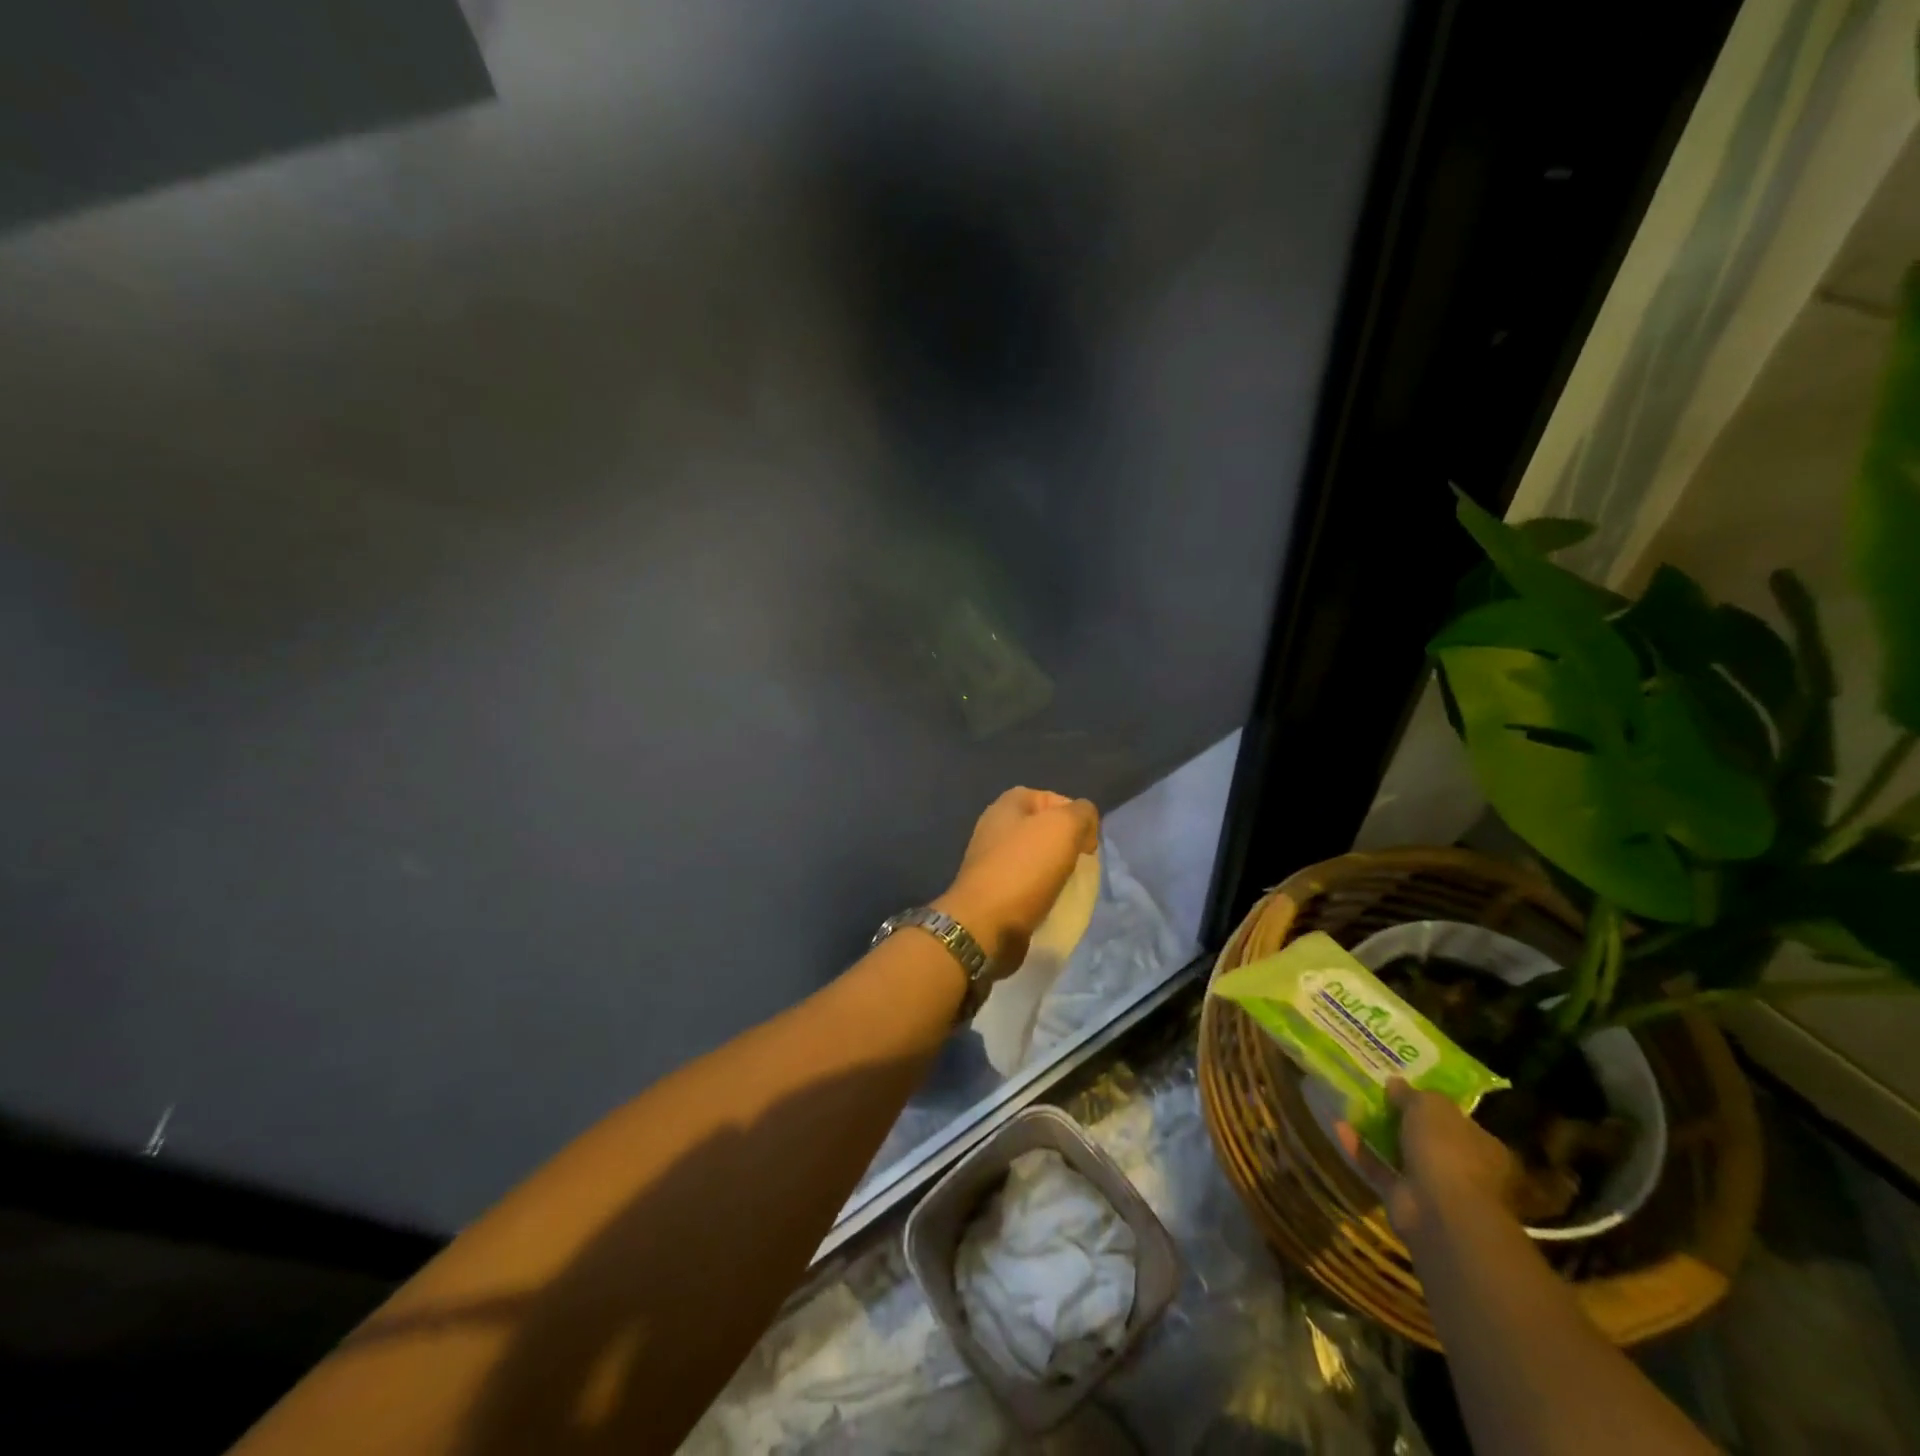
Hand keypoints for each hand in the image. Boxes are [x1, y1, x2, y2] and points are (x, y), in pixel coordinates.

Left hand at [933, 787, 1098, 973]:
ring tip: (1070, 886)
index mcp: (1006, 805)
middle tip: (1082, 864)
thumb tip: (1085, 824)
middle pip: (1044, 829)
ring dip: (1056, 871)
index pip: (1052, 798)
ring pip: (1036, 858)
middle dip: (1067, 845)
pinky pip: (1026, 884)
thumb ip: (1082, 813)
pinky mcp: (992, 890)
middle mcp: (994, 827)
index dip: (1076, 815)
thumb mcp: (1064, 827)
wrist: (985, 924)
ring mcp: (990, 860)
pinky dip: (1042, 892)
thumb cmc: (1025, 868)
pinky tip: (1052, 903)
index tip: (1089, 841)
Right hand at [1336, 1079, 1518, 1241]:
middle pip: (1429, 1138)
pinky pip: (1379, 1169)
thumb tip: (1395, 1083)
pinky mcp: (1403, 1200)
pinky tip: (1338, 1126)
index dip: (1432, 1104)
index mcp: (1482, 1146)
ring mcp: (1433, 1187)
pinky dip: (1360, 1150)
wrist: (1441, 1213)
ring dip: (1379, 1134)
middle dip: (1403, 1119)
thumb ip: (1412, 1094)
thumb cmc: (1448, 1151)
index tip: (1406, 1087)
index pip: (1458, 1121)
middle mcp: (1462, 1168)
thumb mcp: (1431, 1106)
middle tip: (1375, 1095)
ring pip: (1402, 1154)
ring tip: (1352, 1106)